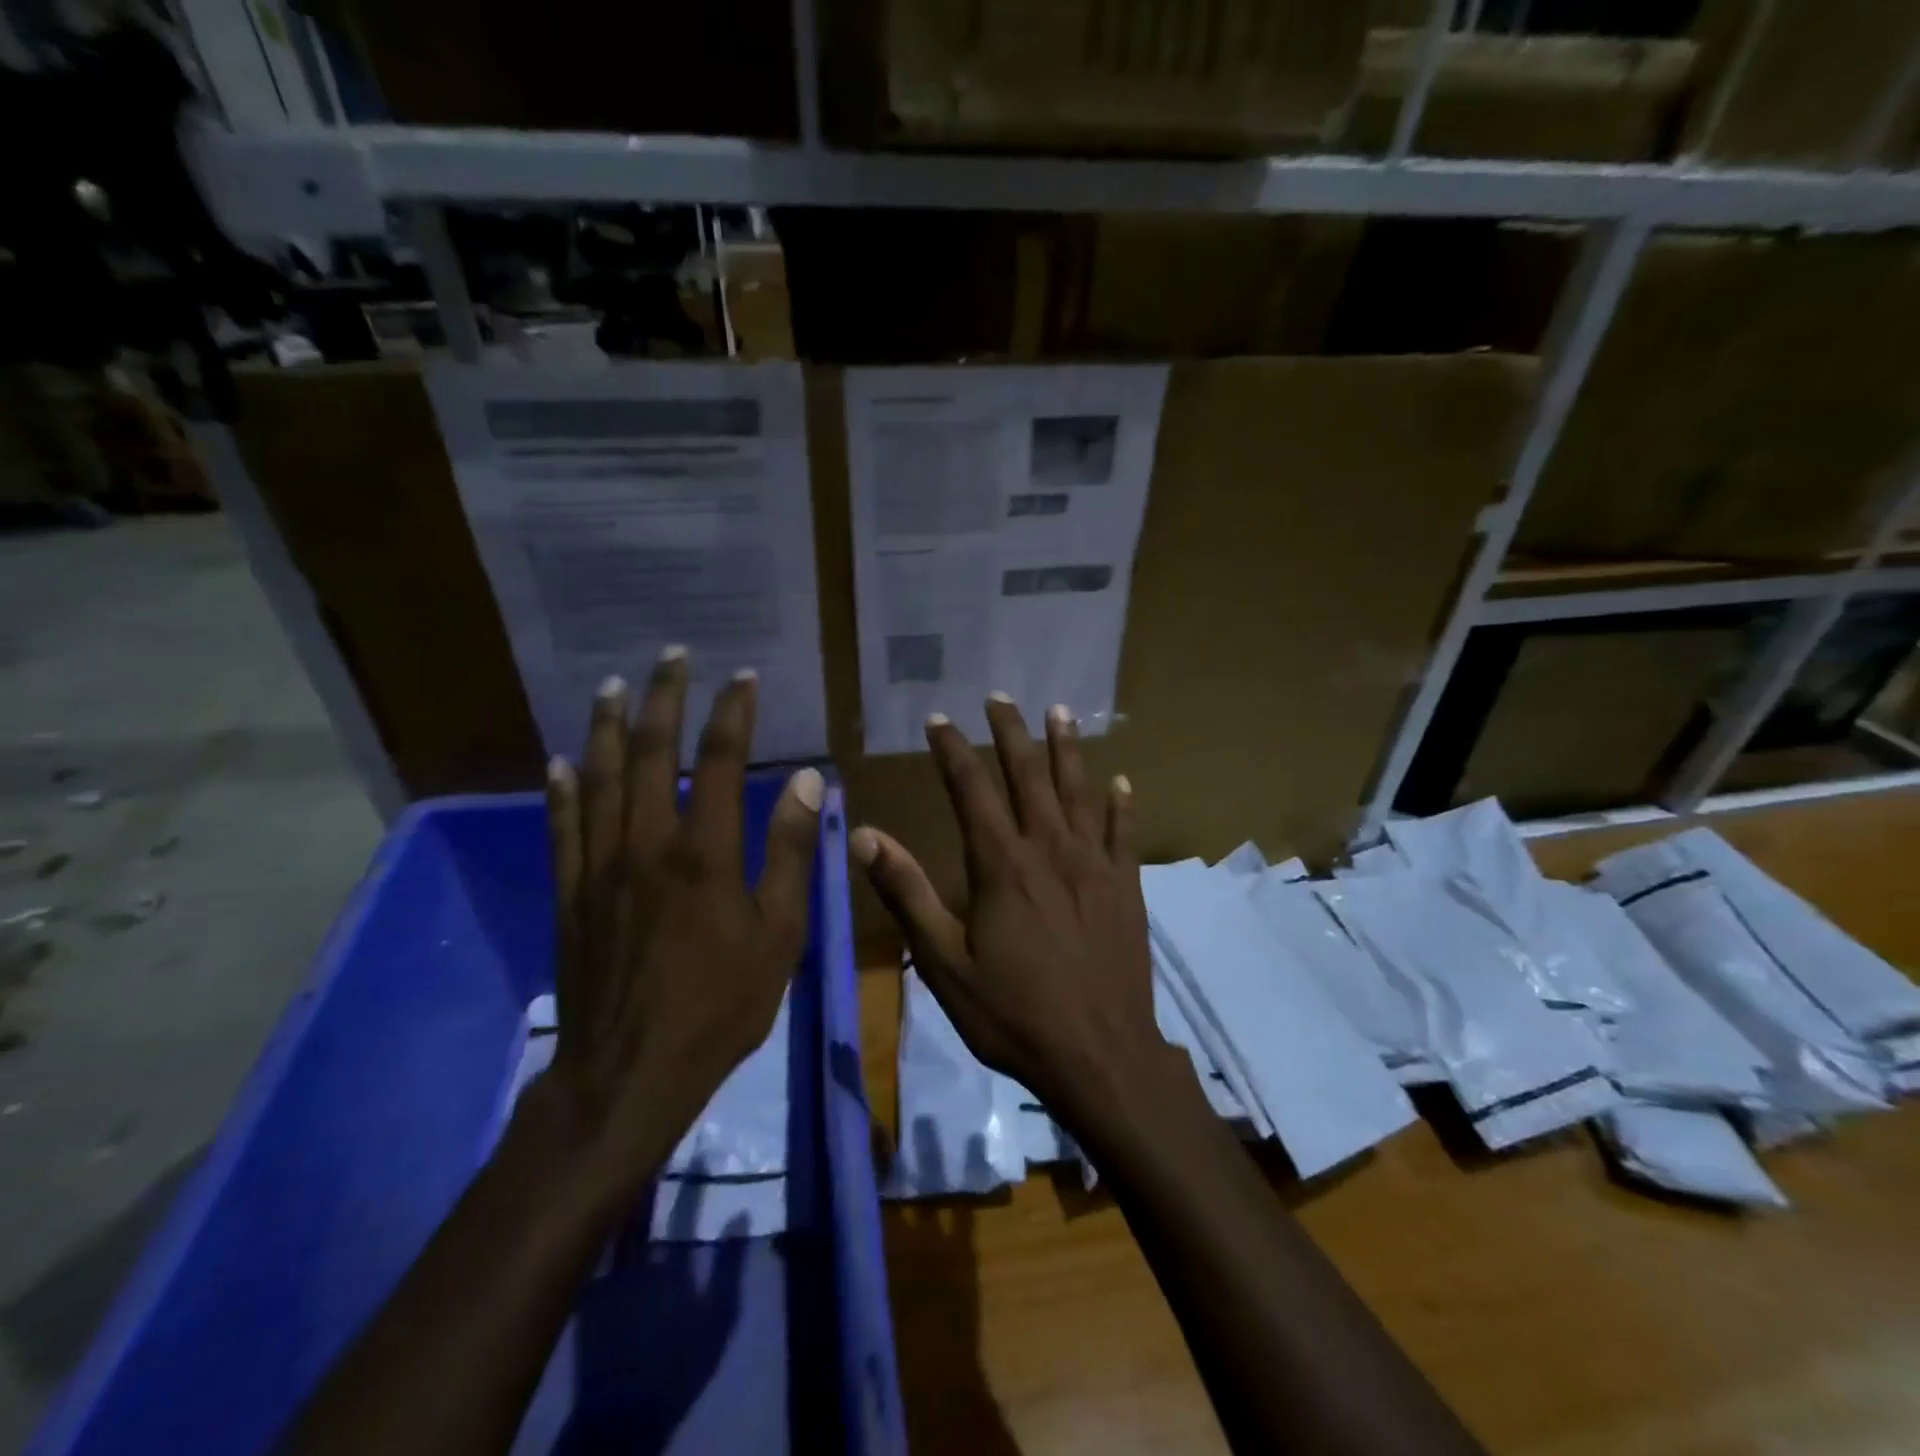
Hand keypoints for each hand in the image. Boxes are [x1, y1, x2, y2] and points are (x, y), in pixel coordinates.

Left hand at [528, 651, 822, 1206]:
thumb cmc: (720, 1005)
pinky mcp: (570, 893)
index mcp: (704, 853)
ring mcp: (599, 866)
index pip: (717, 761)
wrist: (629, 1073)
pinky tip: (559, 760)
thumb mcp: (778, 935)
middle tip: (672, 657)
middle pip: (649, 753)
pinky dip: (561, 788)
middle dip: (664, 698)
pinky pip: (562, 827)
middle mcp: (646, 844)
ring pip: (599, 778)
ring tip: (611, 685)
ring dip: (607, 726)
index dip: (731, 713)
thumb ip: (790, 854)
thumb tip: (808, 782)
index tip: (742, 678)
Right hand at [851, 694, 1173, 1115]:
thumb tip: (865, 836)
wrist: (1100, 1055)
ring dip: (1068, 748)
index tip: (938, 719)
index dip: (952, 750)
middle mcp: (1049, 849)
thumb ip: (907, 894)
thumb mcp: (944, 963)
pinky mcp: (1127, 886)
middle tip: (1000, 698)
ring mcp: (1095, 864)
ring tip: (1060, 711)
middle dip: (1011, 733)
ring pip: (1080, 790)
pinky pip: (1125, 832)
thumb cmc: (1013, 1013)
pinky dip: (1122, 804)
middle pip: (1028, 775)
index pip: (971, 789)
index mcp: (1001, 864)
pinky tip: (1122, 782)